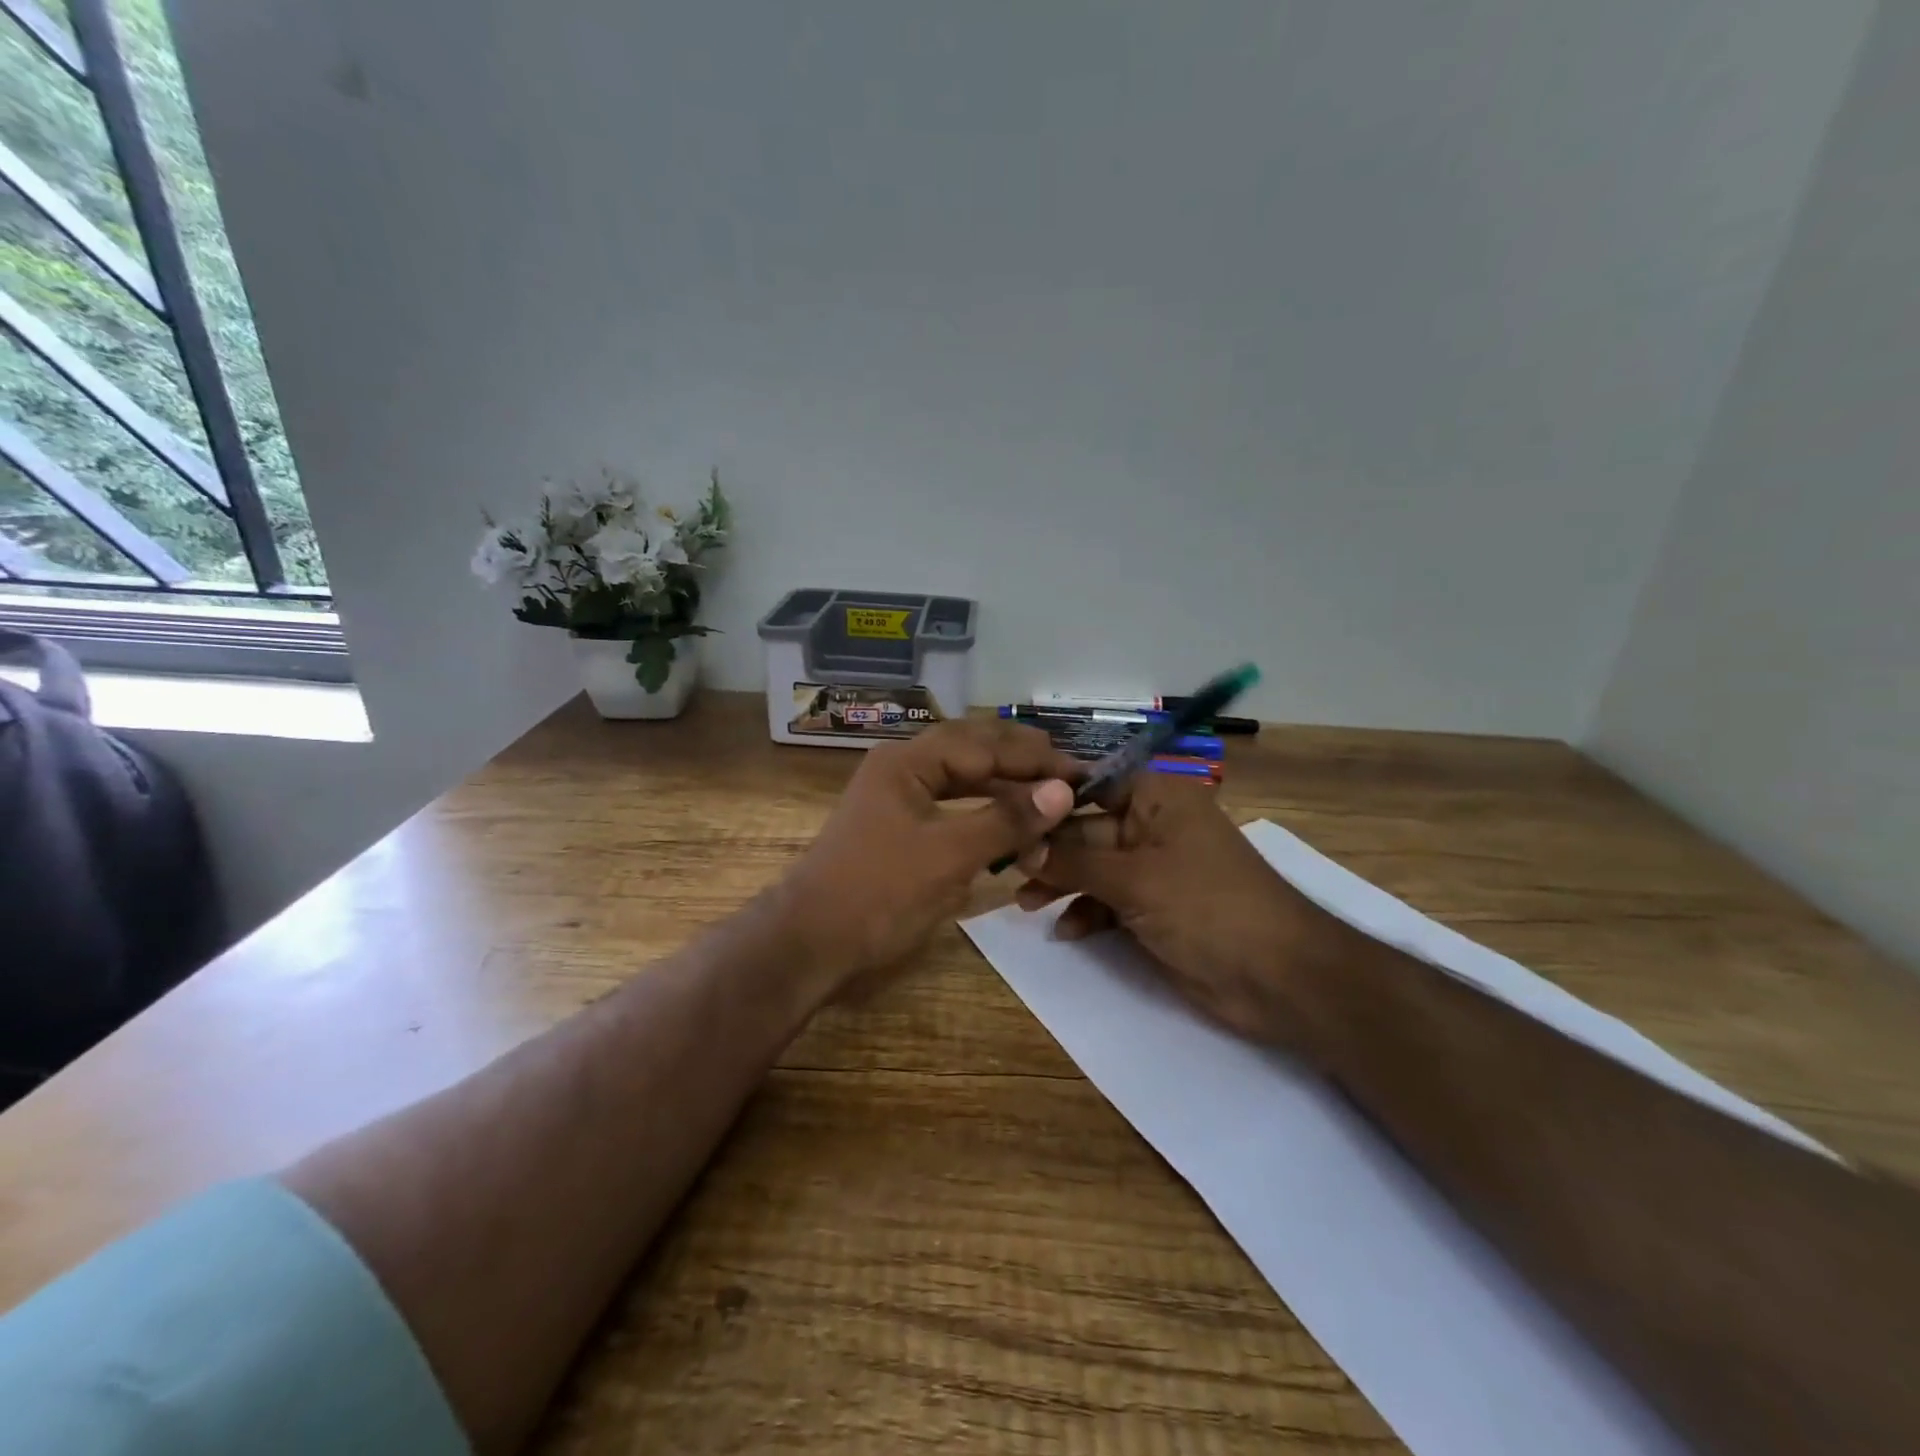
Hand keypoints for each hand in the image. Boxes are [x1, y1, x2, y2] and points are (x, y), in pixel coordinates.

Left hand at [776, 719, 1080, 994]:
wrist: (809, 945)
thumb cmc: (878, 894)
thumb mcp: (948, 856)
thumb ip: (1006, 820)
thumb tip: (1062, 791)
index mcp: (908, 760)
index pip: (985, 744)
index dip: (1035, 758)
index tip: (1082, 774)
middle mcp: (903, 768)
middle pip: (974, 751)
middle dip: (1023, 762)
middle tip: (1071, 777)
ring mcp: (898, 798)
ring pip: (964, 779)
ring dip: (1005, 787)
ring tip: (1049, 797)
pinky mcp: (900, 828)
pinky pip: (952, 806)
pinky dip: (984, 813)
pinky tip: (1010, 824)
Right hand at [1014, 775, 1353, 1056]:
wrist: (1279, 978)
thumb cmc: (1208, 907)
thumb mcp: (1135, 879)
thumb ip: (1074, 861)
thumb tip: (1022, 846)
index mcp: (1157, 799)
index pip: (1092, 784)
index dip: (1049, 798)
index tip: (1005, 811)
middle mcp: (1153, 827)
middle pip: (1087, 829)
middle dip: (1050, 851)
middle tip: (1007, 870)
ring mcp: (1155, 870)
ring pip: (1093, 868)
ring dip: (1062, 885)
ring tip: (1026, 905)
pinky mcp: (1154, 909)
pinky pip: (1108, 902)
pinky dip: (1087, 914)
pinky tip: (1066, 931)